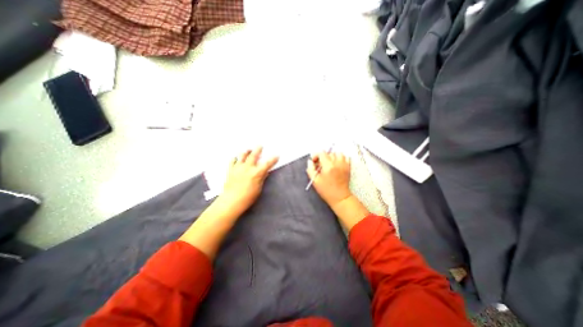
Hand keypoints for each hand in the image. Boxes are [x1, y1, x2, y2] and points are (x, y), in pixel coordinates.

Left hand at [218, 147, 278, 214]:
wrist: (232, 201)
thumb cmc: (248, 197)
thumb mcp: (258, 188)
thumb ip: (261, 178)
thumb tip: (265, 172)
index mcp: (257, 173)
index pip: (267, 164)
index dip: (273, 159)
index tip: (276, 155)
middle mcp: (248, 168)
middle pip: (254, 155)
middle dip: (258, 149)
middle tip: (260, 146)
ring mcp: (238, 167)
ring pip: (242, 155)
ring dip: (246, 152)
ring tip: (248, 150)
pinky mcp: (231, 170)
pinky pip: (233, 161)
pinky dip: (235, 158)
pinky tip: (236, 158)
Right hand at [307, 152, 352, 207]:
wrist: (340, 197)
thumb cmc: (326, 190)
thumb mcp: (315, 181)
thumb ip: (310, 169)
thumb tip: (310, 161)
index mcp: (328, 166)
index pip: (322, 153)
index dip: (316, 155)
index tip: (314, 161)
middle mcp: (337, 163)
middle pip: (329, 153)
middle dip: (323, 157)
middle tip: (320, 165)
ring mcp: (344, 165)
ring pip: (338, 153)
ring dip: (332, 156)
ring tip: (329, 163)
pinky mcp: (348, 167)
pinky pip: (346, 157)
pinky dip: (341, 158)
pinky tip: (337, 164)